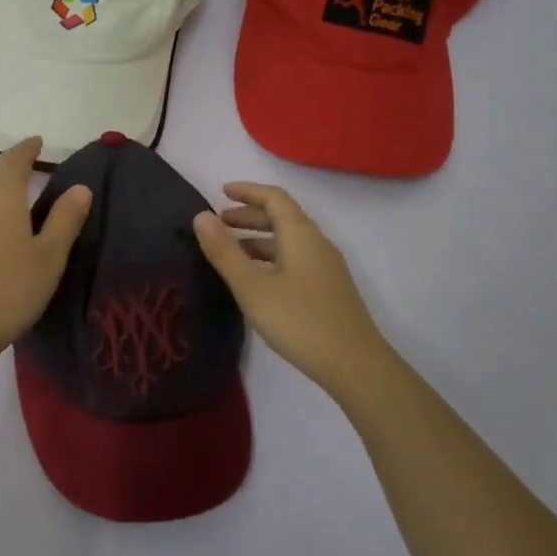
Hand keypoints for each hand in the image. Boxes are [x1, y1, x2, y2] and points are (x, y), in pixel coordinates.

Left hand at [0, 137, 92, 360]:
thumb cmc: (10, 289)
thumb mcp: (49, 256)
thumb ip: (65, 219)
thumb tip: (80, 188)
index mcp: (2, 196)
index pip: (13, 159)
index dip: (27, 148)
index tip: (38, 142)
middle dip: (11, 166)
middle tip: (31, 169)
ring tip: (13, 196)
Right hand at [193, 181, 395, 400]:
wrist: (354, 364)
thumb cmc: (298, 320)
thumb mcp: (252, 287)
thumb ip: (225, 252)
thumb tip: (201, 216)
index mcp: (300, 234)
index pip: (274, 197)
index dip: (247, 191)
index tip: (221, 192)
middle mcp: (316, 243)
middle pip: (282, 216)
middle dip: (249, 215)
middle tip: (219, 223)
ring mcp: (326, 266)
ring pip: (289, 240)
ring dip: (259, 237)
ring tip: (230, 250)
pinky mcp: (328, 288)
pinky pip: (295, 258)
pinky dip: (271, 256)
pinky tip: (256, 278)